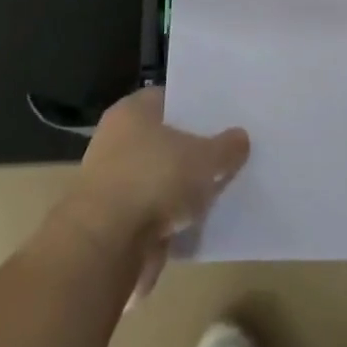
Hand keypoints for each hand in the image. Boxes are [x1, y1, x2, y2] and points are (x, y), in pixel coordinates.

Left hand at [55, 89, 249, 298]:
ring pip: (158, 178)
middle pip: (163, 139)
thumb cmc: (153, 181)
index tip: (223, 116)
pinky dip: (170, 218)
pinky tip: (198, 222)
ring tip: (217, 190)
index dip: (196, 107)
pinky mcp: (114, 223)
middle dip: (191, 150)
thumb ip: (225, 148)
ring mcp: (112, 182)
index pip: (169, 98)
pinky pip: (152, 212)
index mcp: (132, 111)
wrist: (105, 247)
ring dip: (180, 188)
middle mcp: (117, 140)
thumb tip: (241, 138)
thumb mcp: (204, 159)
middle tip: (226, 153)